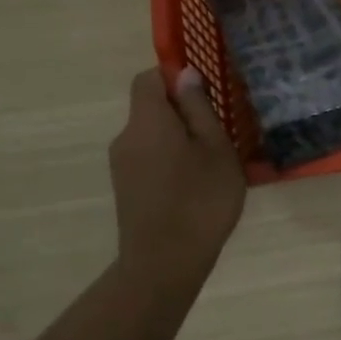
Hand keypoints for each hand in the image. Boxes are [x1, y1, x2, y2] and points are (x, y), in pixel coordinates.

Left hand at [109, 67, 246, 293]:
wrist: (164, 265)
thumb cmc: (200, 200)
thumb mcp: (215, 148)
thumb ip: (199, 108)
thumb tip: (185, 75)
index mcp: (147, 120)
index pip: (148, 78)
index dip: (173, 77)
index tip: (205, 94)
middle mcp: (126, 137)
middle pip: (149, 107)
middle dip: (182, 111)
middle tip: (219, 133)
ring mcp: (121, 165)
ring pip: (151, 135)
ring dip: (178, 139)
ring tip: (212, 163)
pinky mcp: (126, 188)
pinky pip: (148, 158)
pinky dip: (170, 160)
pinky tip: (195, 185)